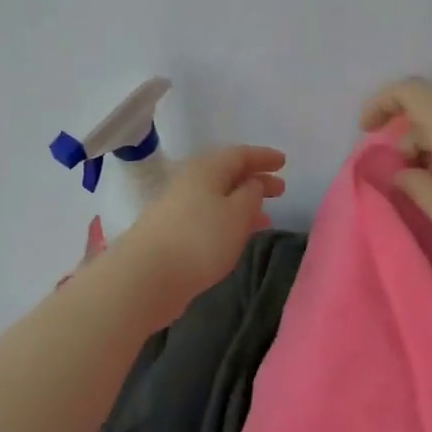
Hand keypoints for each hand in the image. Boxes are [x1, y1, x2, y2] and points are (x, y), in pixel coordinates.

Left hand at [109, 145, 286, 327]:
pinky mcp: (171, 234)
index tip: (284, 162)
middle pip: (227, 175)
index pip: (239, 154)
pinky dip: (228, 221)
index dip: (263, 157)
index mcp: (206, 169)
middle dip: (255, 180)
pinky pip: (208, 217)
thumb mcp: (238, 213)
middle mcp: (189, 183)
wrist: (146, 277)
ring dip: (242, 204)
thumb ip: (251, 194)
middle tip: (280, 190)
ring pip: (217, 198)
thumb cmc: (200, 239)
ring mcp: (177, 209)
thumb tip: (252, 183)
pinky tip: (237, 236)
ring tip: (265, 217)